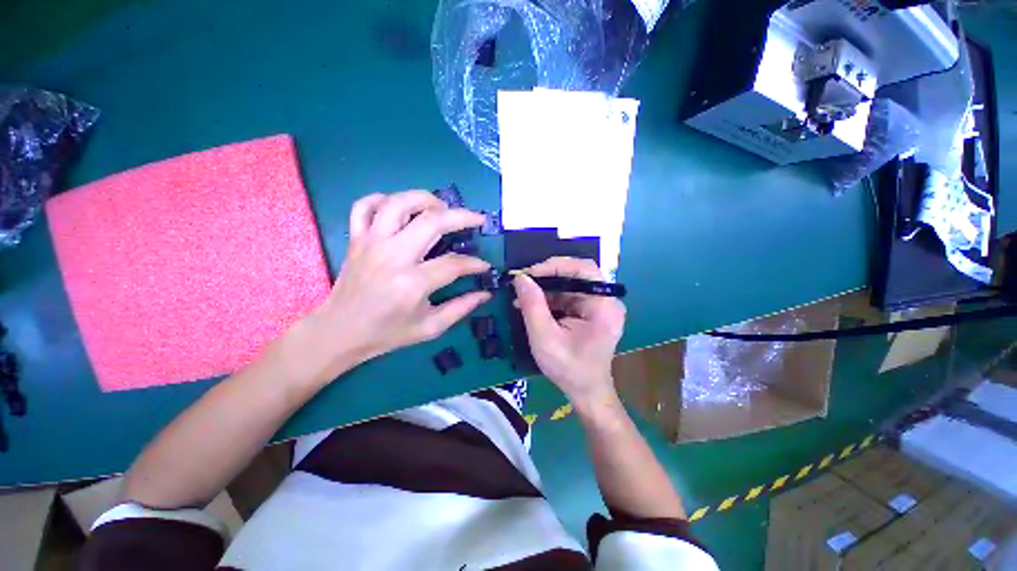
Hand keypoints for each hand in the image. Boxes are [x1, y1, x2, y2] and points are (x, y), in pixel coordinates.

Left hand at [292, 191, 490, 384]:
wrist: (339, 332)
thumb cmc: (387, 333)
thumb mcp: (430, 327)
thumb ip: (461, 308)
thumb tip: (486, 293)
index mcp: (412, 283)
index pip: (453, 263)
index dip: (475, 263)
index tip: (484, 265)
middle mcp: (392, 256)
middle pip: (432, 221)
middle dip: (461, 216)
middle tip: (477, 219)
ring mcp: (371, 243)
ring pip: (399, 204)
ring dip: (425, 199)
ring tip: (441, 208)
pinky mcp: (355, 239)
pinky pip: (364, 206)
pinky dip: (382, 199)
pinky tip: (398, 208)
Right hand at [512, 257, 625, 405]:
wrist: (585, 392)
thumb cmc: (569, 368)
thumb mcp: (545, 337)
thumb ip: (532, 305)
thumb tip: (520, 278)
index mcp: (604, 305)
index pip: (583, 269)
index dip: (555, 266)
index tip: (529, 274)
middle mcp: (606, 300)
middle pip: (576, 275)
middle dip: (547, 277)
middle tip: (522, 281)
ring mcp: (599, 306)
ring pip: (569, 285)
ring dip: (545, 288)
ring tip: (521, 295)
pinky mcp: (590, 312)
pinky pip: (568, 297)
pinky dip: (549, 298)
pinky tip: (532, 304)